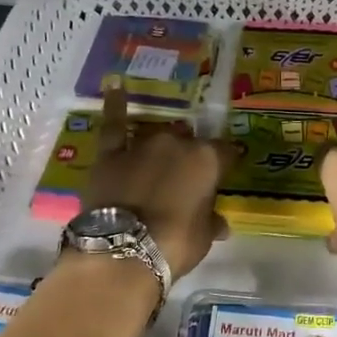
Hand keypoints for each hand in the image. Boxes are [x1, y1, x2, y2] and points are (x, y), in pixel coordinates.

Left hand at [82, 89, 231, 276]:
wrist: (124, 252)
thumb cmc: (176, 245)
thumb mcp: (204, 237)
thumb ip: (211, 221)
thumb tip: (220, 223)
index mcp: (208, 159)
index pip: (226, 152)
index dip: (226, 163)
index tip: (226, 172)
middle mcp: (177, 143)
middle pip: (189, 142)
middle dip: (190, 157)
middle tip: (187, 179)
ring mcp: (142, 145)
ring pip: (158, 135)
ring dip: (162, 146)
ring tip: (161, 159)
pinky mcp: (111, 154)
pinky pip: (114, 124)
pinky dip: (115, 105)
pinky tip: (115, 85)